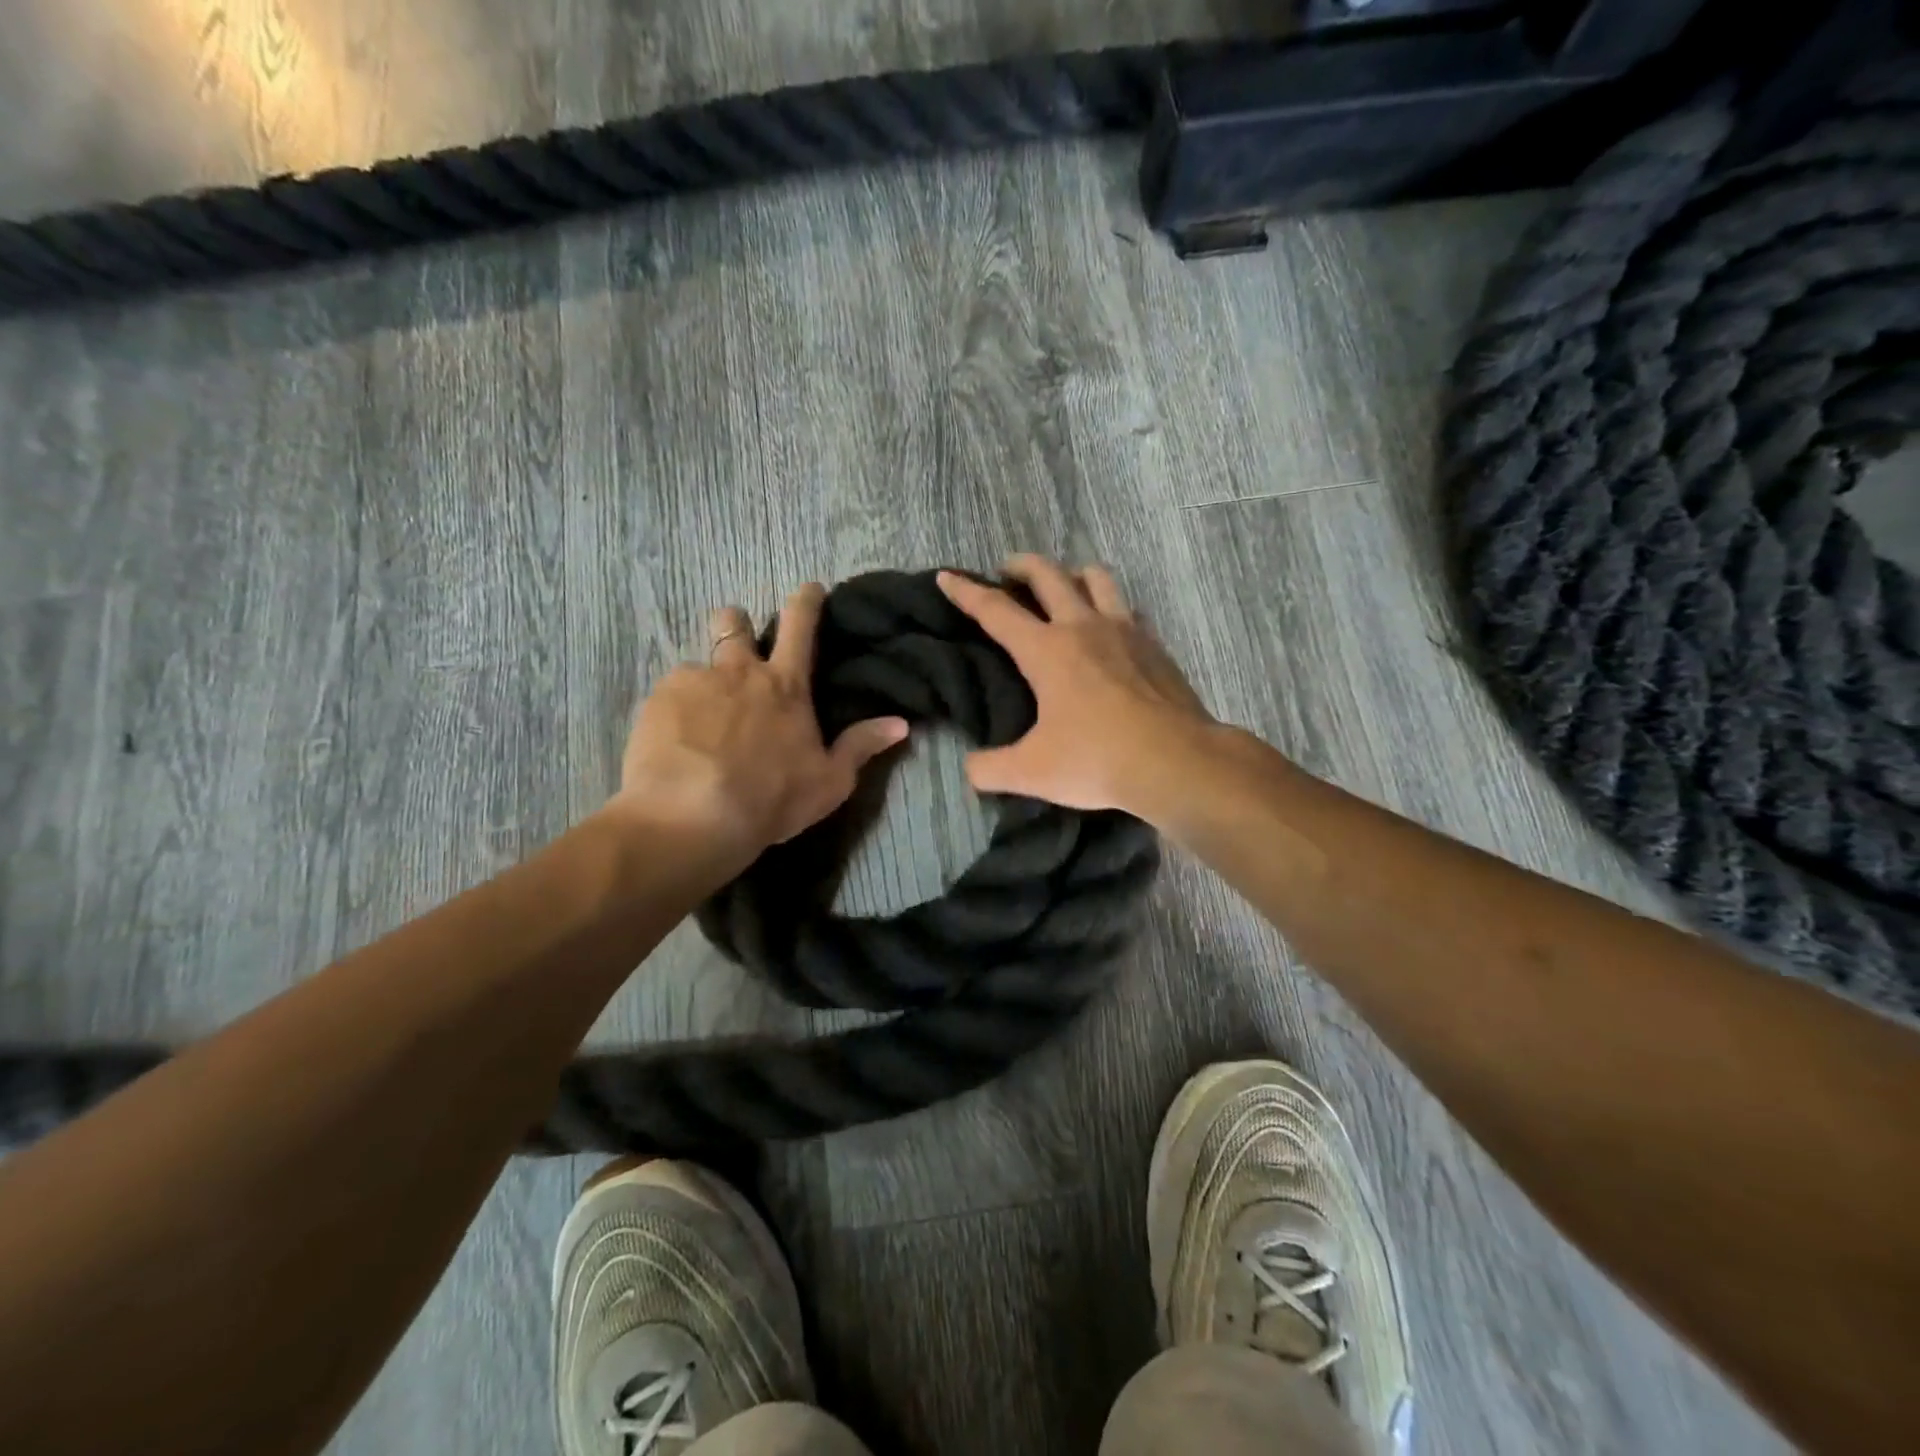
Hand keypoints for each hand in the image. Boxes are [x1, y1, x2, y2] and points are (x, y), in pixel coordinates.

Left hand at [608, 584, 908, 868]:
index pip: (801, 625)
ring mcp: (694, 681)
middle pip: (734, 621)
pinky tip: (676, 740)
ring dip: (704, 678)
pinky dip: (676, 709)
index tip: (809, 588)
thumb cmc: (771, 800)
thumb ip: (861, 746)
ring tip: (700, 715)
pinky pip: (669, 692)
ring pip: (698, 661)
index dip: (807, 600)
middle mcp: (740, 671)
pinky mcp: (657, 699)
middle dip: (738, 625)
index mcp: (786, 686)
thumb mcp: (829, 781)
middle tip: (738, 651)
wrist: (693, 817)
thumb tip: (902, 723)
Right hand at [938, 555, 1216, 818]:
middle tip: (1007, 571)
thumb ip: (990, 769)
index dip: (966, 592)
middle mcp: (1083, 627)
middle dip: (1021, 565)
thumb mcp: (1031, 772)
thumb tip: (970, 768)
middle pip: (1048, 575)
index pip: (996, 611)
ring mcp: (1125, 631)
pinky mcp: (1155, 646)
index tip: (947, 577)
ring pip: (1097, 578)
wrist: (1176, 762)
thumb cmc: (1096, 760)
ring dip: (1073, 574)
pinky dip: (1112, 608)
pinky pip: (1129, 610)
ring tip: (1064, 587)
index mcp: (1046, 650)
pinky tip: (1112, 629)